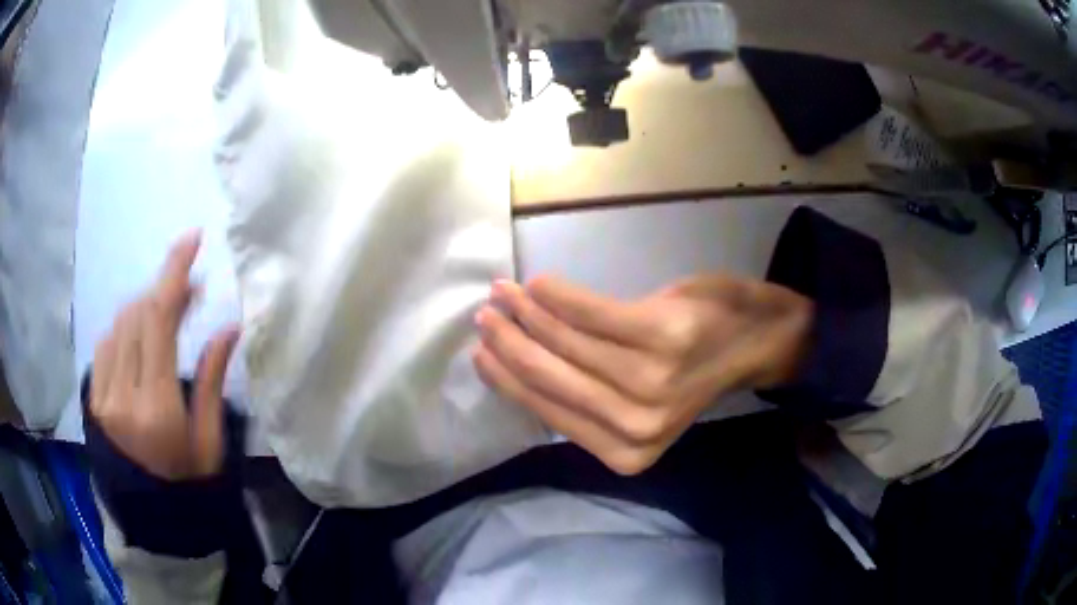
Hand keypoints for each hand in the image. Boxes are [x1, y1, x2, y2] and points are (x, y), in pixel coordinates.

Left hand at [89, 232, 240, 479]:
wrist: (153, 520)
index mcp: (158, 408)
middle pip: (137, 315)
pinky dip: (124, 329)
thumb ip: (213, 380)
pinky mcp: (94, 399)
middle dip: (163, 290)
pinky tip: (139, 340)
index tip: (192, 240)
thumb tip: (228, 326)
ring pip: (118, 324)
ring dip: (144, 308)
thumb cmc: (190, 484)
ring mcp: (103, 397)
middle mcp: (123, 395)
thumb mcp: (209, 440)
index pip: (159, 321)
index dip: (174, 273)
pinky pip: (105, 344)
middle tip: (190, 289)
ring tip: (166, 316)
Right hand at [473, 275, 812, 474]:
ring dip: (527, 313)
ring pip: (566, 344)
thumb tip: (520, 368)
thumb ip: (588, 399)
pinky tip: (538, 285)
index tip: (481, 351)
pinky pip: (593, 314)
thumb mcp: (639, 403)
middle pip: (549, 378)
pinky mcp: (663, 338)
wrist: (758, 341)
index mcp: (625, 451)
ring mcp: (651, 383)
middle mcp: (635, 428)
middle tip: (485, 314)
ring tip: (504, 292)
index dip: (507, 378)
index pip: (547, 410)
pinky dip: (560, 298)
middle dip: (508, 343)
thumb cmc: (695, 372)